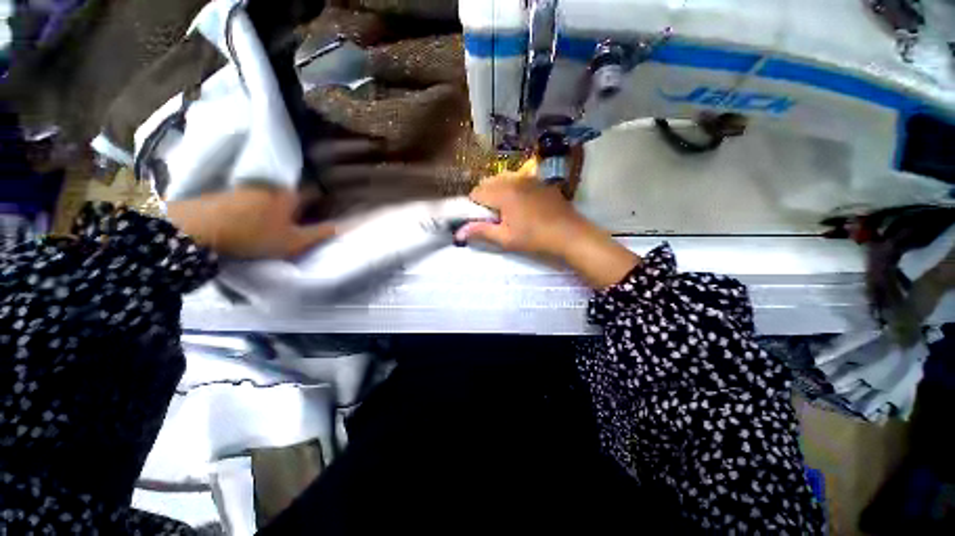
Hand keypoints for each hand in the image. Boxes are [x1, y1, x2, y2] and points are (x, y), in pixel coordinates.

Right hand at [456, 160, 640, 288]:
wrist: (569, 233)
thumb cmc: (534, 238)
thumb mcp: (505, 238)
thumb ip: (481, 232)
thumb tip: (458, 233)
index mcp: (503, 192)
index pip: (476, 192)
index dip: (474, 206)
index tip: (482, 219)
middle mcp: (514, 179)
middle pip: (488, 183)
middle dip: (485, 197)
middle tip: (494, 216)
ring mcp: (529, 178)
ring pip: (503, 179)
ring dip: (499, 191)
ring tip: (508, 210)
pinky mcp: (540, 181)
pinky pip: (519, 180)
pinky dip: (514, 188)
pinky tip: (524, 204)